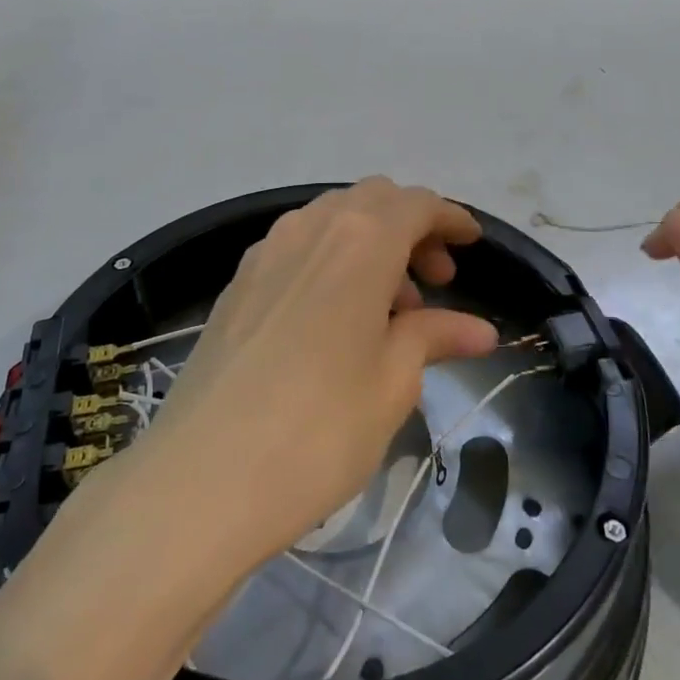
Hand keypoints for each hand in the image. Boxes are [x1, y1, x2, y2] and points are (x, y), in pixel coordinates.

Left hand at [130, 178, 498, 568]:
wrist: (201, 478)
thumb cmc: (318, 430)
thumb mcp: (392, 384)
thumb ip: (434, 337)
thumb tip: (479, 329)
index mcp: (360, 241)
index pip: (417, 204)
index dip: (450, 218)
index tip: (472, 243)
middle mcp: (311, 228)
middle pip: (373, 200)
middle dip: (411, 227)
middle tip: (434, 282)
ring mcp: (265, 251)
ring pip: (332, 219)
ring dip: (370, 243)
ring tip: (386, 310)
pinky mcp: (236, 282)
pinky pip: (297, 246)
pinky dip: (330, 259)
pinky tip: (334, 317)